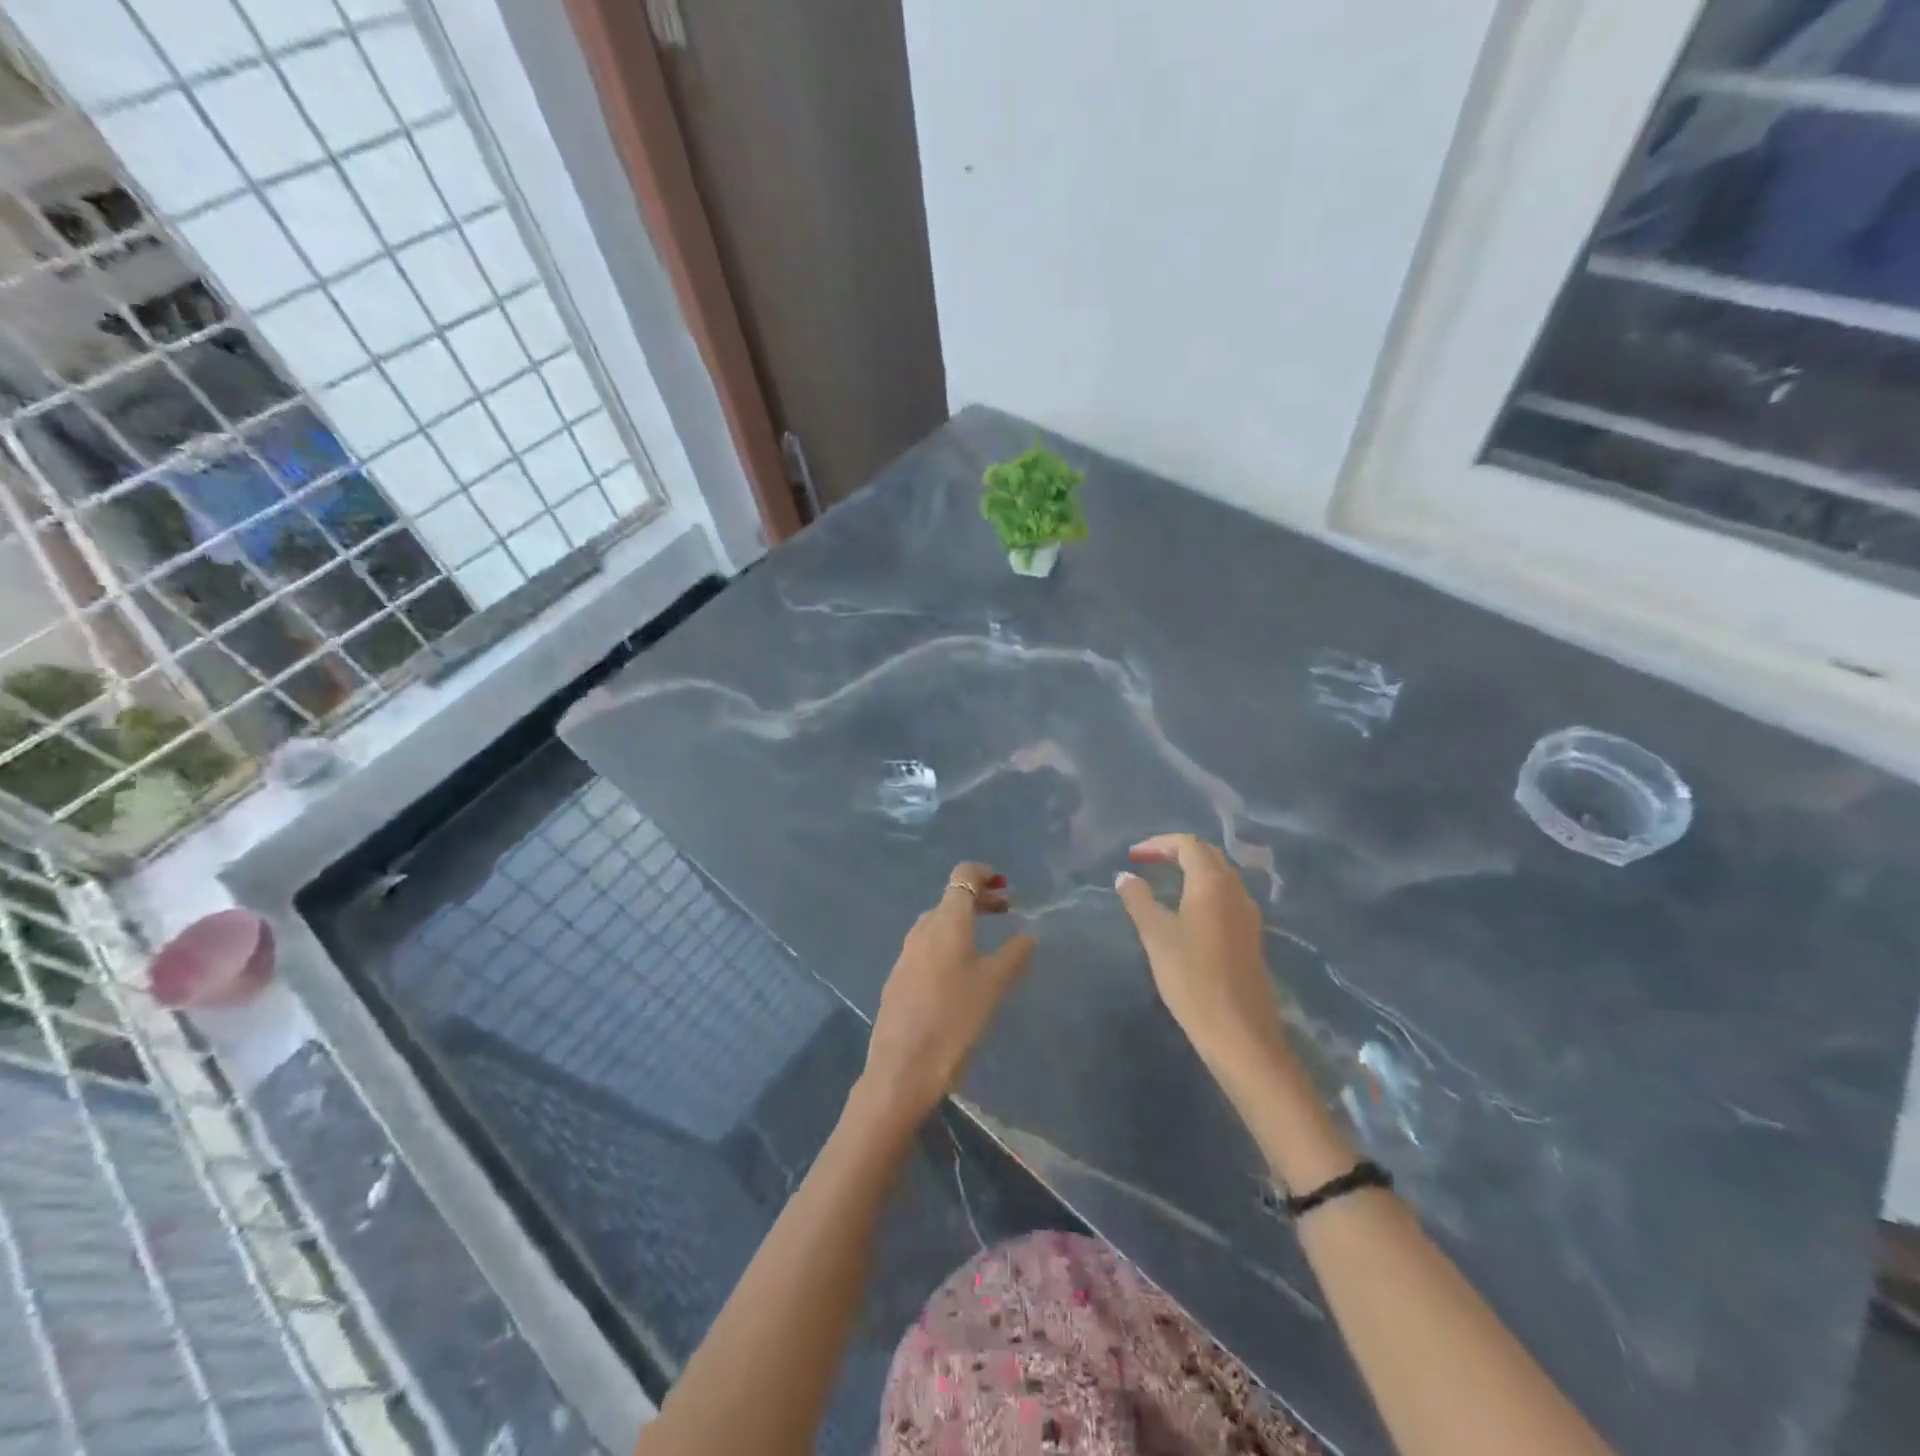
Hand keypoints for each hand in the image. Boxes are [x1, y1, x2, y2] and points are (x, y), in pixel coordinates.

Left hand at [862, 862, 1034, 1122]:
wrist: (902, 1067)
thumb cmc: (955, 1019)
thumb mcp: (994, 985)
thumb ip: (1014, 954)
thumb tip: (1028, 934)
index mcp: (946, 921)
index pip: (962, 875)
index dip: (984, 873)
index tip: (1006, 885)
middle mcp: (922, 929)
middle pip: (951, 899)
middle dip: (980, 899)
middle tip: (1007, 909)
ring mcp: (906, 953)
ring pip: (938, 923)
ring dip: (964, 922)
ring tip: (988, 941)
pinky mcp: (899, 977)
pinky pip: (928, 946)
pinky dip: (949, 943)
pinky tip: (962, 971)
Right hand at [1115, 833, 1291, 1083]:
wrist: (1239, 1031)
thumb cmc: (1191, 977)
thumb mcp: (1156, 935)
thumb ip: (1138, 900)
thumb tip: (1125, 876)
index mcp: (1211, 883)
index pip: (1188, 844)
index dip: (1158, 843)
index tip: (1133, 856)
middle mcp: (1235, 890)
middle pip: (1208, 855)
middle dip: (1176, 852)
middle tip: (1147, 861)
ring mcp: (1247, 913)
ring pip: (1220, 875)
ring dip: (1192, 870)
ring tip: (1164, 881)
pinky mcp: (1250, 935)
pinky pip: (1226, 896)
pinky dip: (1204, 889)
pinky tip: (1187, 910)